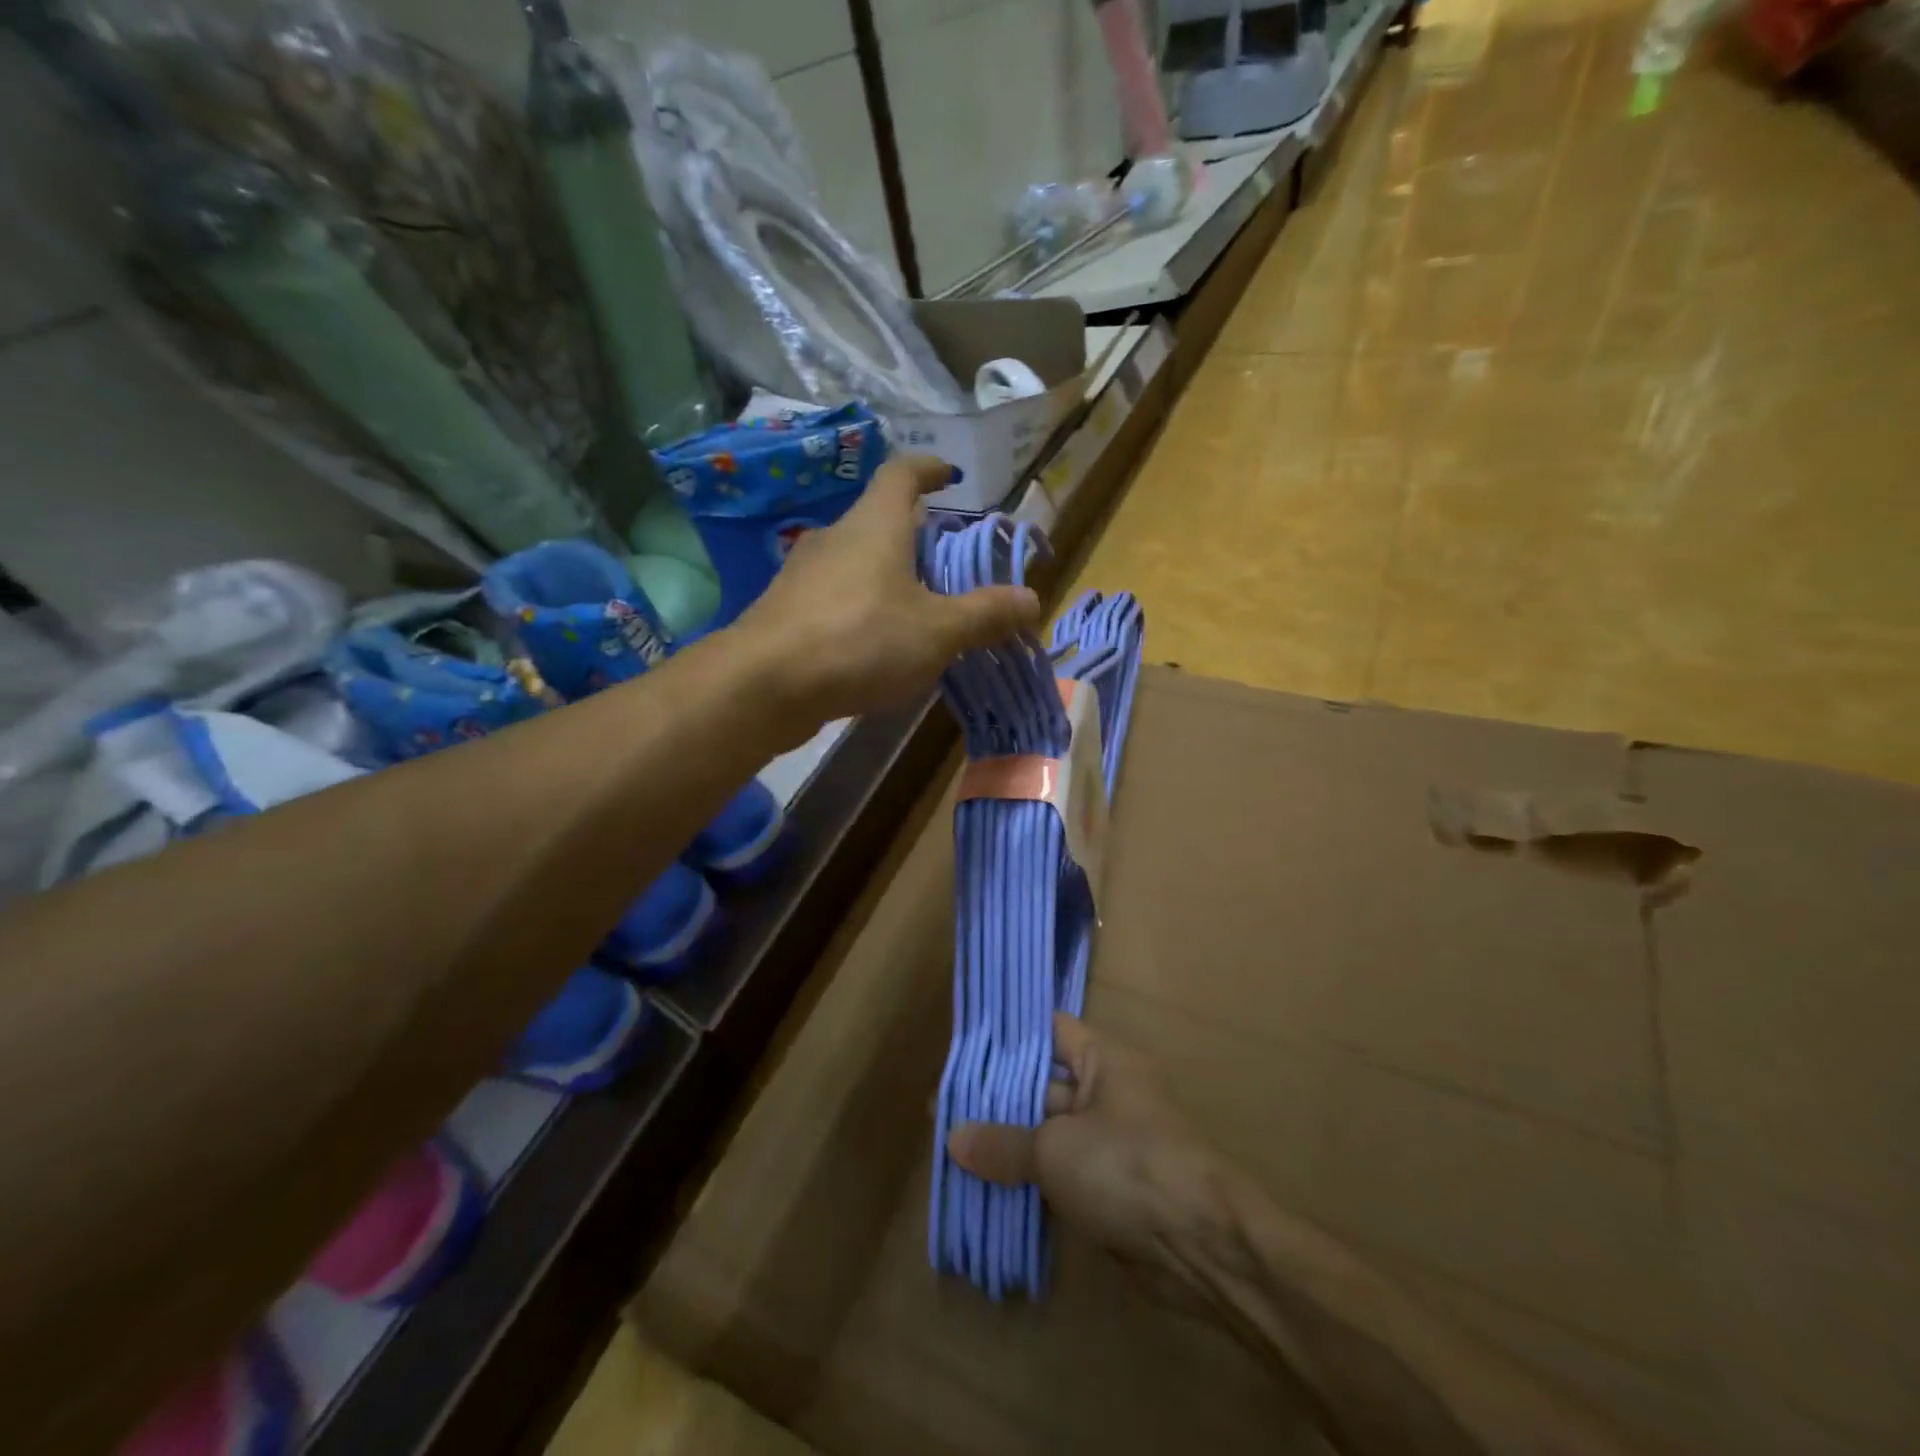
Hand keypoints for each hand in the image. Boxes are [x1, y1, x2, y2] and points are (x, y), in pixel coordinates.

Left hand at [737, 455, 1040, 722]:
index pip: (902, 474)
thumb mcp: (937, 631)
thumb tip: (1033, 599)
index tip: (949, 476)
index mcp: (875, 525)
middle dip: (913, 534)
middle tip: (944, 560)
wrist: (764, 685)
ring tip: (914, 607)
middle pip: (878, 520)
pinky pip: (833, 597)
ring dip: (884, 574)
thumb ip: (985, 614)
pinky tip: (872, 644)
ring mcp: (803, 574)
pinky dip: (860, 607)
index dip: (928, 468)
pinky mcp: (785, 610)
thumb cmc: (860, 641)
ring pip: (854, 561)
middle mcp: (835, 538)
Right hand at [948, 1013, 1228, 1276]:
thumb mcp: (1055, 1149)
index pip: (1051, 1031)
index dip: (1011, 1036)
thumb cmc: (1126, 1166)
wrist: (1201, 1246)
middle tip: (947, 1106)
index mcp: (1105, 1061)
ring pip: (1050, 1135)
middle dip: (1000, 1099)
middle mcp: (1109, 1094)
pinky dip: (1030, 1182)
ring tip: (955, 1147)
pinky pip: (1061, 1175)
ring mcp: (1111, 1144)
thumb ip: (1003, 1142)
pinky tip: (986, 1188)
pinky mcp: (1111, 1190)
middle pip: (1045, 1086)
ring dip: (1011, 1145)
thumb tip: (954, 1138)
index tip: (968, 1045)